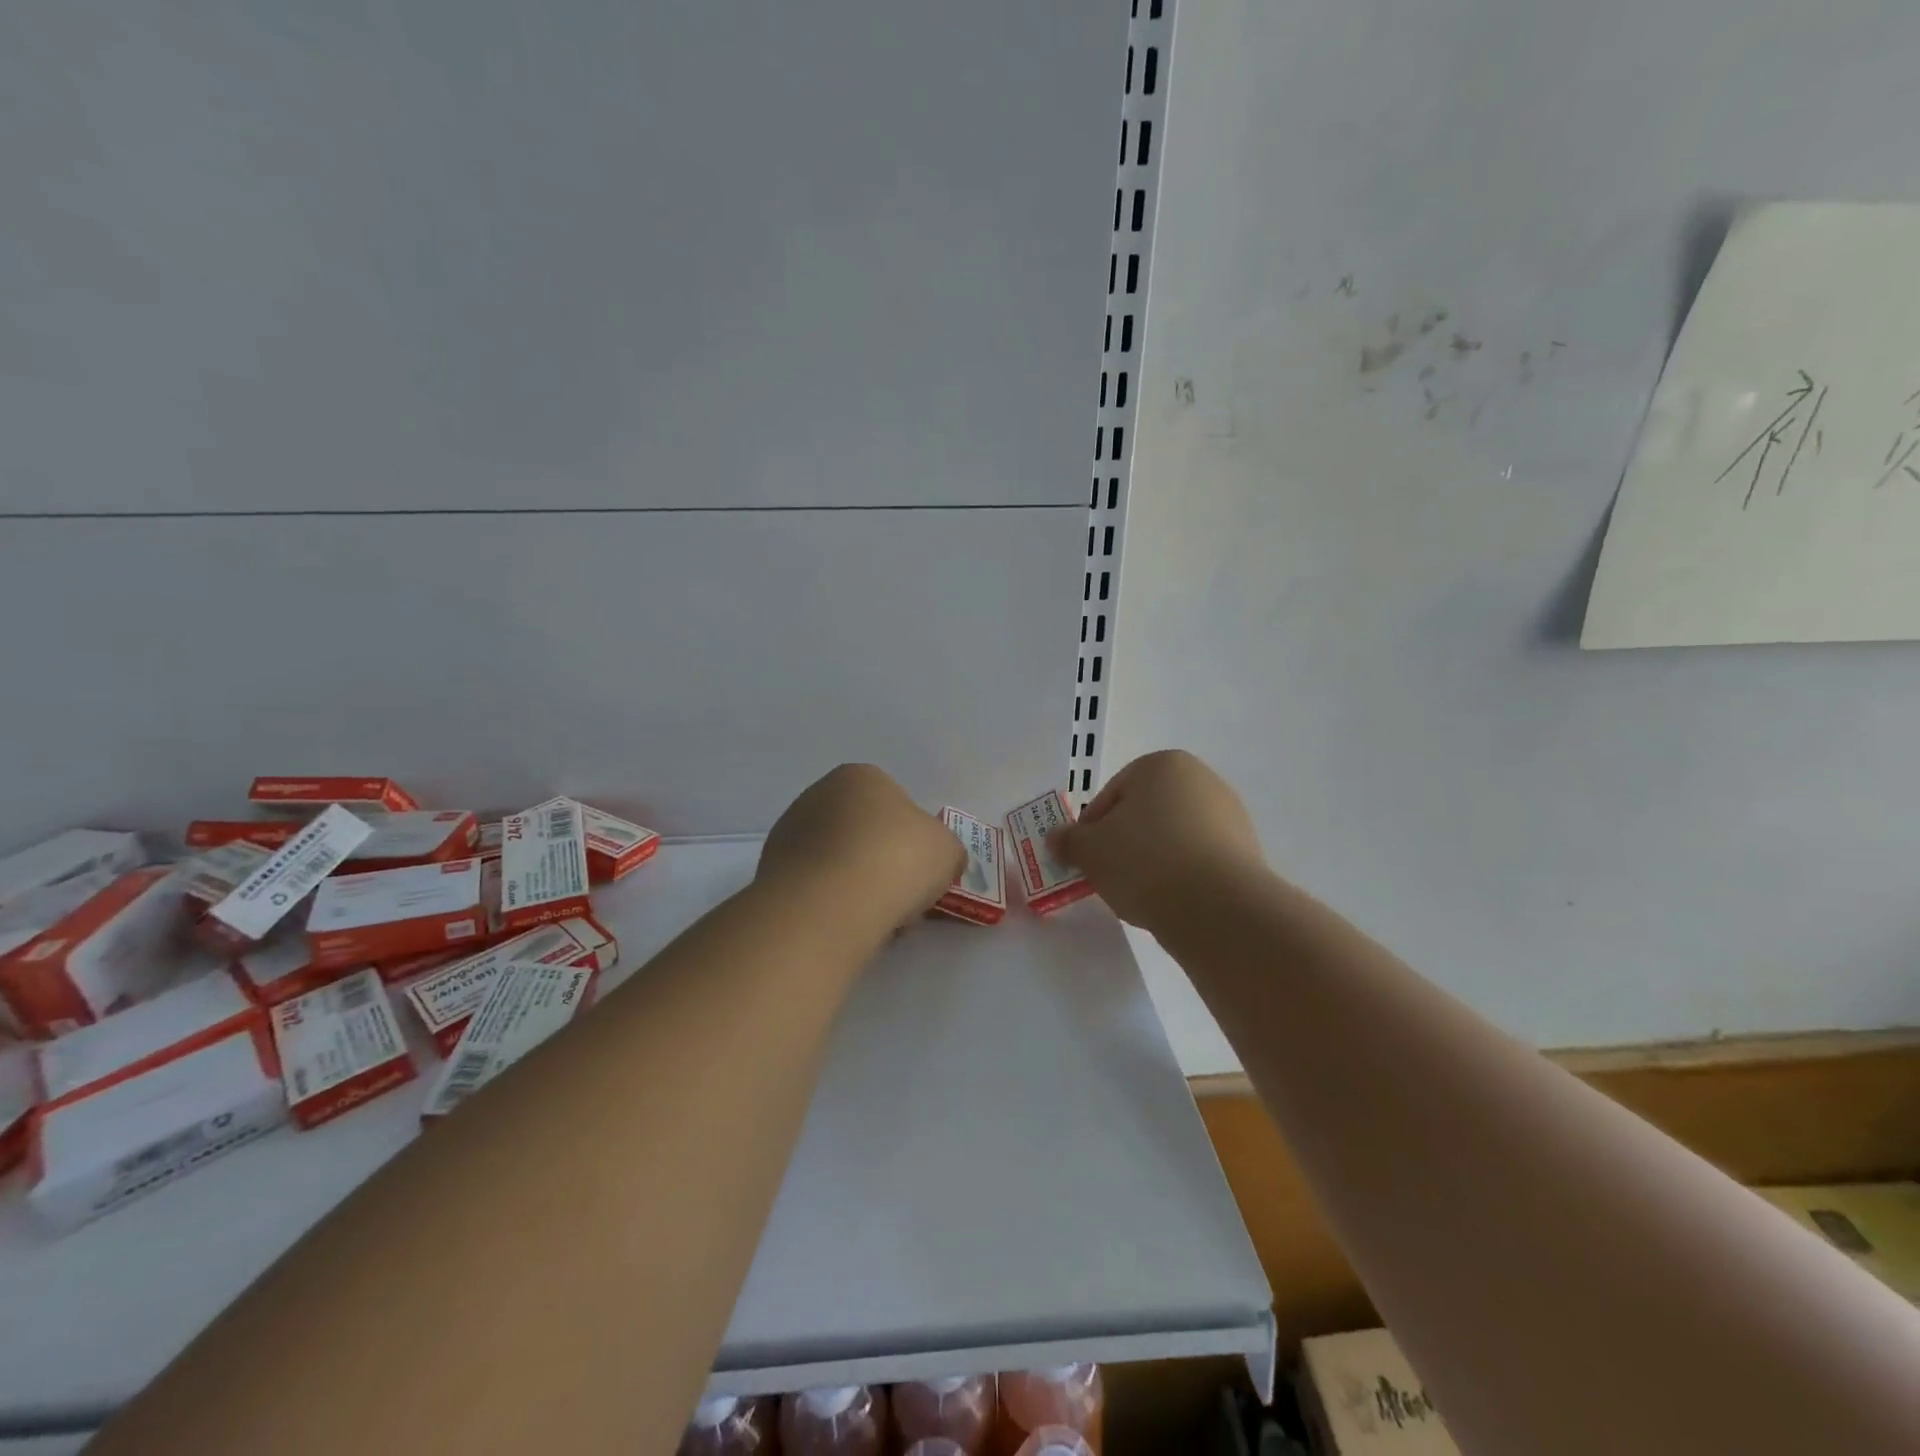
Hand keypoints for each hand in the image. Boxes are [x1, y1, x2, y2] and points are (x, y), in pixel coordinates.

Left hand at [758, 764, 964, 932]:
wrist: (830, 904)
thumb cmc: (897, 860)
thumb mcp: (947, 849)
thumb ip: (944, 849)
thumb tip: (935, 860)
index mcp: (861, 776)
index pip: (896, 804)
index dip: (914, 841)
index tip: (921, 872)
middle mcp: (819, 794)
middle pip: (865, 834)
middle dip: (884, 865)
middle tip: (902, 899)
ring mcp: (790, 832)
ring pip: (841, 863)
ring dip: (860, 887)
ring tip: (877, 920)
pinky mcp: (771, 871)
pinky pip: (817, 887)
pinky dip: (833, 905)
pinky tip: (847, 925)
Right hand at [1053, 750, 1264, 930]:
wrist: (1217, 908)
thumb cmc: (1144, 861)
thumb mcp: (1090, 850)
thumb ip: (1069, 841)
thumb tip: (1056, 838)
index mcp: (1162, 764)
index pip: (1112, 795)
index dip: (1092, 828)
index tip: (1087, 858)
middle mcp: (1201, 780)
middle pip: (1145, 813)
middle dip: (1124, 842)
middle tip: (1109, 876)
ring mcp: (1230, 816)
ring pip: (1173, 838)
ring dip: (1153, 860)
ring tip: (1141, 894)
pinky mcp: (1247, 852)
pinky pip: (1199, 860)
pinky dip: (1182, 876)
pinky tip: (1172, 901)